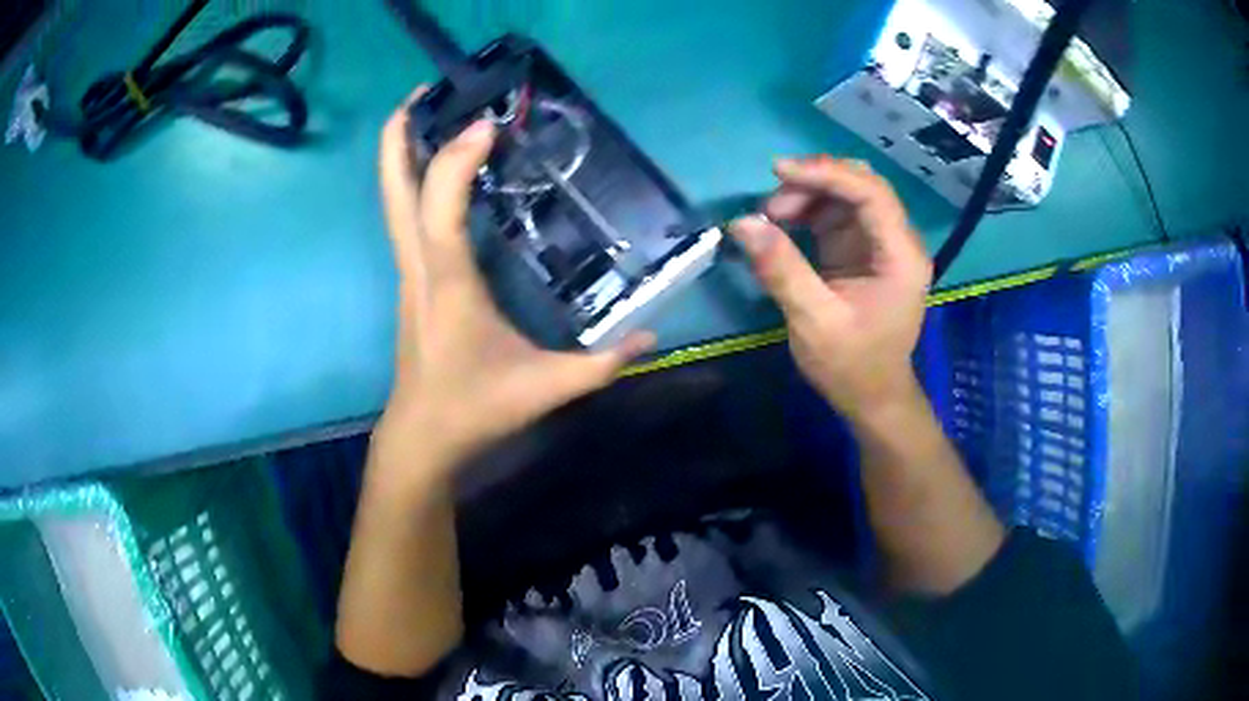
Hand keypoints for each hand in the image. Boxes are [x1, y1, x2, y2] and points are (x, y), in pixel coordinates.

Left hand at [373, 90, 653, 475]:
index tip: (488, 125)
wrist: (421, 437)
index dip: (454, 161)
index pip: (438, 210)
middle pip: (393, 191)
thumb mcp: (544, 390)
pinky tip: (440, 167)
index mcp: (447, 284)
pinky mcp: (412, 279)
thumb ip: (601, 365)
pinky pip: (406, 217)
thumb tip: (652, 336)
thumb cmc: (473, 410)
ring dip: (402, 152)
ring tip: (429, 111)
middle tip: (423, 91)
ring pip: (392, 201)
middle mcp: (419, 266)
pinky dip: (414, 179)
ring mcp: (409, 271)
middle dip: (399, 136)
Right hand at [730, 157, 930, 419]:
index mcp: (901, 256)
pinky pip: (837, 213)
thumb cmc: (852, 365)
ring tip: (772, 217)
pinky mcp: (863, 250)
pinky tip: (784, 224)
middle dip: (815, 183)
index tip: (779, 171)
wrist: (872, 398)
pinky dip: (808, 211)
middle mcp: (898, 241)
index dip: (827, 173)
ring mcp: (881, 243)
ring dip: (808, 195)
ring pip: (847, 194)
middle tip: (773, 204)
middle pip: (862, 185)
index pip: (871, 192)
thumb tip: (742, 223)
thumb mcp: (813, 322)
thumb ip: (781, 269)